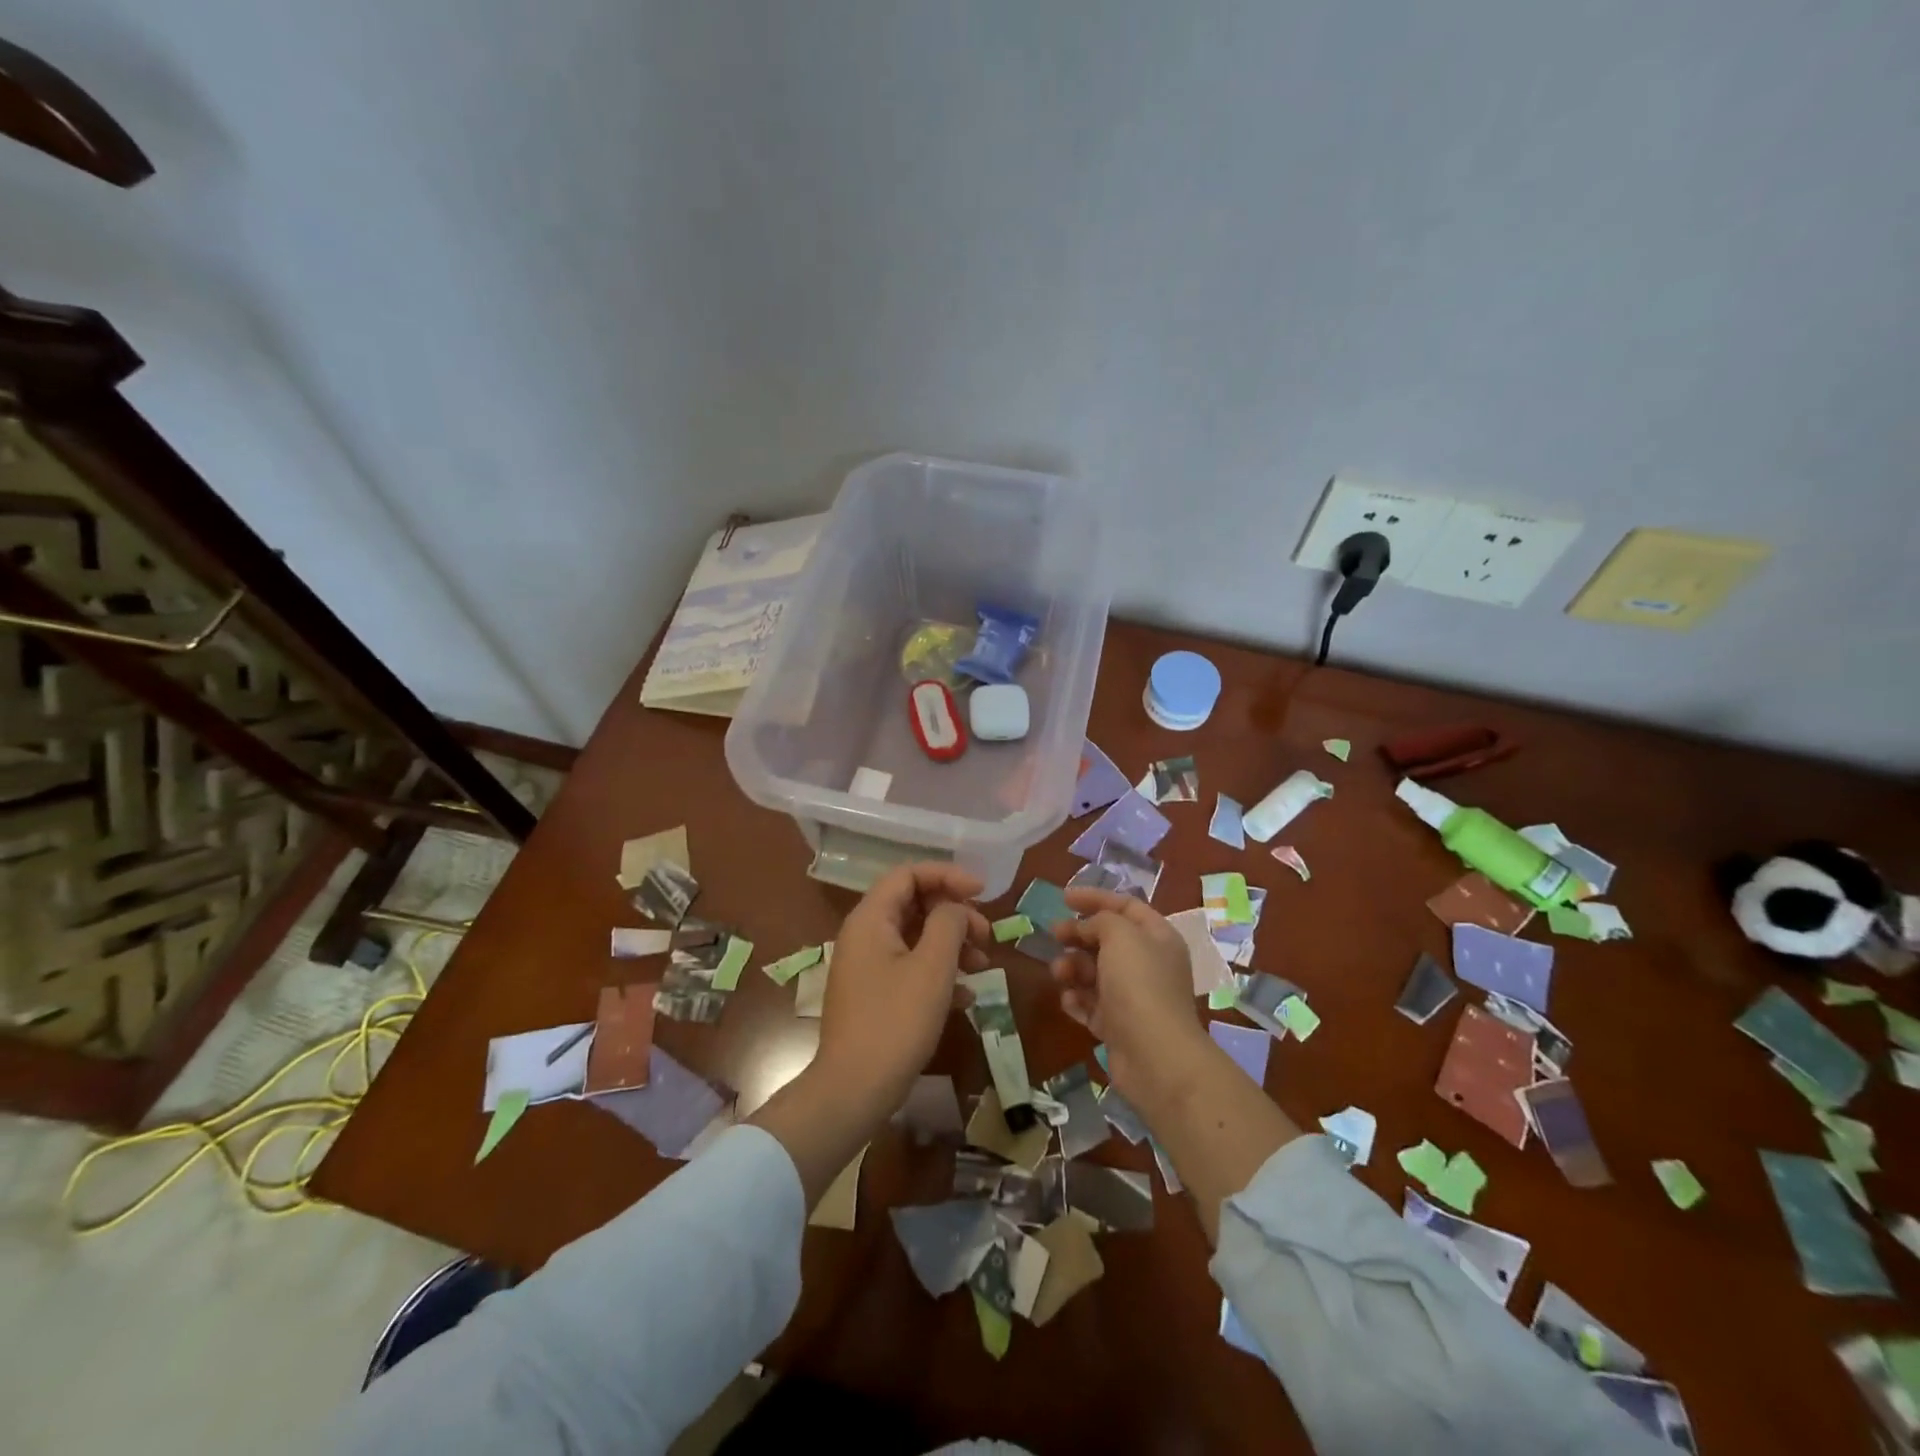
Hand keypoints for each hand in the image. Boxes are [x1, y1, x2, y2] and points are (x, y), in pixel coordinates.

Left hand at [816, 863, 991, 1109]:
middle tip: (986, 934)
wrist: (854, 1090)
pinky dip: (939, 972)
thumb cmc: (896, 1022)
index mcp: (870, 919)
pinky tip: (966, 996)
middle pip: (914, 903)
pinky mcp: (875, 995)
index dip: (947, 875)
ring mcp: (867, 966)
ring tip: (983, 964)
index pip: (908, 874)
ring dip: (952, 944)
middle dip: (954, 913)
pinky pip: (910, 967)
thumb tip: (955, 908)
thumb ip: (948, 924)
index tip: (982, 892)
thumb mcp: (932, 967)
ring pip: (915, 937)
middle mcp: (864, 935)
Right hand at [1051, 887, 1209, 1110]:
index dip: (1095, 898)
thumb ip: (1101, 920)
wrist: (1156, 1057)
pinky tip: (1069, 1001)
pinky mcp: (1119, 1026)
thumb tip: (1088, 929)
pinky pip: (1092, 1005)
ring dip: (1073, 968)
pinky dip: (1078, 1000)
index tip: (1063, 898)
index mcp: (1157, 937)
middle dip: (1079, 935)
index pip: (1126, 906)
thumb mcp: (1121, 936)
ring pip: (1095, 973)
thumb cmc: (1140, 985)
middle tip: (1054, 935)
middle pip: (1107, 940)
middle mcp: (1148, 964)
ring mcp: (1133, 997)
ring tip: (1059, 974)